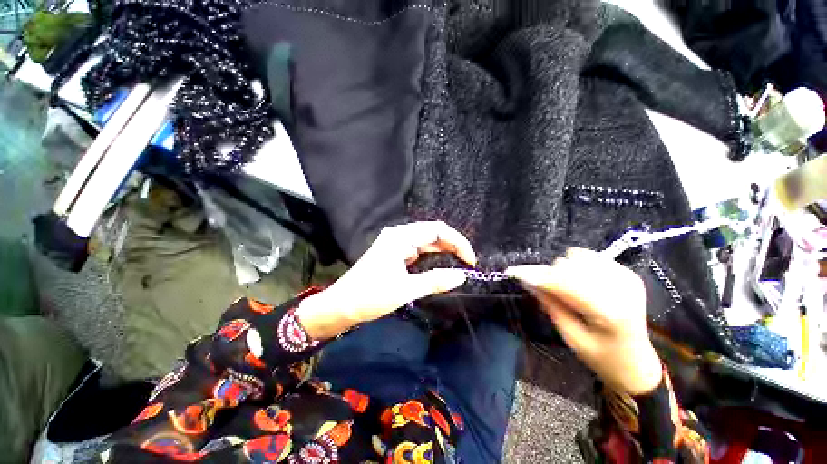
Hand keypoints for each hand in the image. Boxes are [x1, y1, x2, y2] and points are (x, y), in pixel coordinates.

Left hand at [296, 221, 476, 338]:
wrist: (341, 306)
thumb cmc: (371, 296)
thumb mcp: (406, 289)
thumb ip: (435, 280)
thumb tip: (462, 275)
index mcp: (401, 237)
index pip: (437, 230)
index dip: (458, 242)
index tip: (470, 260)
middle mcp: (399, 235)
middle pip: (433, 233)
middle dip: (452, 245)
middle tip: (467, 263)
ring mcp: (396, 243)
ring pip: (426, 241)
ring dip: (443, 250)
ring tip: (459, 263)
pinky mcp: (394, 253)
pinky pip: (418, 250)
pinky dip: (432, 256)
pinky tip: (441, 264)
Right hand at [505, 248, 662, 394]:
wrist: (637, 362)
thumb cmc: (602, 357)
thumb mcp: (570, 337)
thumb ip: (550, 304)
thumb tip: (527, 279)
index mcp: (608, 312)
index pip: (563, 282)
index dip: (536, 275)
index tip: (514, 272)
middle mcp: (620, 289)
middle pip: (568, 265)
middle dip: (550, 275)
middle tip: (545, 290)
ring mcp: (626, 277)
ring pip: (577, 256)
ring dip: (563, 269)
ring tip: (567, 288)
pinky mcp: (628, 273)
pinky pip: (590, 256)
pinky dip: (577, 266)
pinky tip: (581, 282)